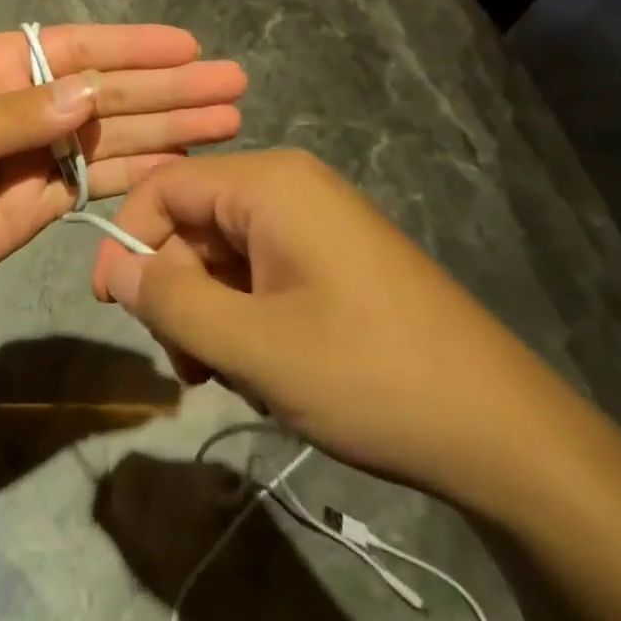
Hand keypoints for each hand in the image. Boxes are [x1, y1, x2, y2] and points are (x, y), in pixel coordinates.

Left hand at [0, 25, 245, 304]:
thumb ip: (18, 116)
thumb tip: (90, 94)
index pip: (76, 48)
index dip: (134, 46)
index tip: (188, 48)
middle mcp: (28, 103)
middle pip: (109, 90)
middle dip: (169, 87)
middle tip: (233, 83)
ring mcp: (39, 153)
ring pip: (115, 134)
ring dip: (169, 127)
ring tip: (228, 120)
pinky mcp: (44, 200)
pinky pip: (100, 180)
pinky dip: (142, 172)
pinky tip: (184, 163)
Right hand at [91, 150, 580, 509]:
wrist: (509, 435)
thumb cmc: (370, 376)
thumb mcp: (254, 348)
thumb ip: (171, 303)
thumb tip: (118, 269)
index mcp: (269, 184)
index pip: (166, 187)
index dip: (129, 239)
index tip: (110, 304)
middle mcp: (290, 187)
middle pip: (196, 221)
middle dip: (177, 290)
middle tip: (183, 366)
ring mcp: (318, 221)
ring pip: (227, 253)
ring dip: (210, 311)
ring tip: (228, 377)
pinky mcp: (337, 257)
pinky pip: (264, 270)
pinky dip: (246, 315)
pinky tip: (265, 369)